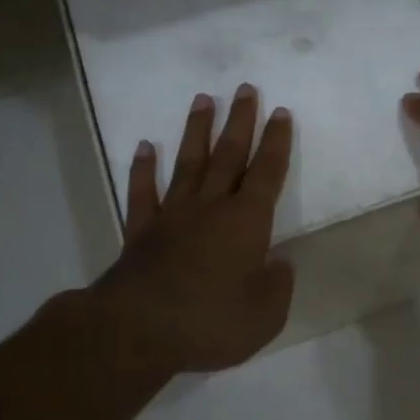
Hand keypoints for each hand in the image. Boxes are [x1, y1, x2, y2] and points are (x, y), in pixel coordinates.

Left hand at [87, 84, 295, 375]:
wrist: (138, 331)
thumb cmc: (210, 322)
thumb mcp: (265, 315)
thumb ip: (277, 286)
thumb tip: (278, 264)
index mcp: (246, 222)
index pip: (267, 173)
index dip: (276, 142)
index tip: (280, 112)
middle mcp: (211, 208)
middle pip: (228, 155)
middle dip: (240, 121)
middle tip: (245, 88)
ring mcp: (173, 216)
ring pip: (188, 163)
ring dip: (197, 131)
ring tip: (203, 99)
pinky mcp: (142, 232)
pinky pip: (143, 193)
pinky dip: (143, 169)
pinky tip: (145, 147)